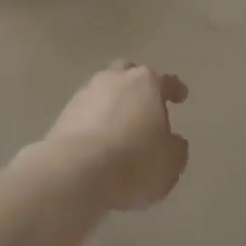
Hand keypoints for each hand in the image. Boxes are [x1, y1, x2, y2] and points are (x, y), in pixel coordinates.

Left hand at [40, 61, 188, 211]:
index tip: (181, 96)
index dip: (175, 89)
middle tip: (145, 105)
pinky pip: (87, 111)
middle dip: (138, 87)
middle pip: (129, 75)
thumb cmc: (133, 162)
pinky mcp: (65, 112)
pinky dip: (95, 120)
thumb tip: (173, 141)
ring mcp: (87, 92)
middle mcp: (116, 79)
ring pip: (105, 90)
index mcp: (146, 83)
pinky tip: (98, 139)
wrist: (76, 171)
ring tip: (119, 126)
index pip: (166, 81)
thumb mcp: (170, 163)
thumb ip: (175, 148)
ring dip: (113, 104)